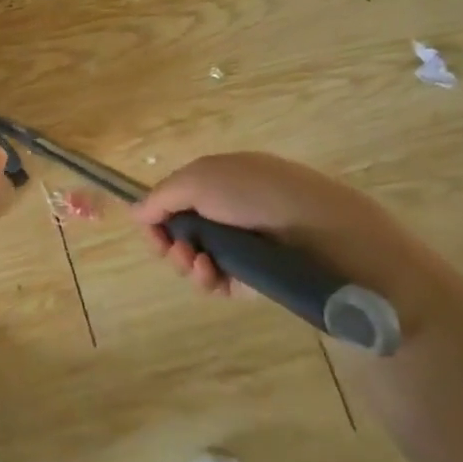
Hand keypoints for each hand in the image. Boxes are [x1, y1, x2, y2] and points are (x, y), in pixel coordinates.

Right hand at [133, 152, 436, 298]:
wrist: (326, 235)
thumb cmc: (258, 195)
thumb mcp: (200, 180)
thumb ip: (162, 196)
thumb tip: (136, 211)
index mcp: (222, 179)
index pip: (178, 197)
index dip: (159, 213)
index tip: (150, 228)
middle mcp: (232, 210)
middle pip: (183, 230)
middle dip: (168, 242)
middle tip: (172, 250)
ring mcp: (246, 245)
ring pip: (198, 258)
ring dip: (186, 262)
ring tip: (197, 264)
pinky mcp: (257, 278)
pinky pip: (220, 282)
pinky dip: (209, 280)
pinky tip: (212, 276)